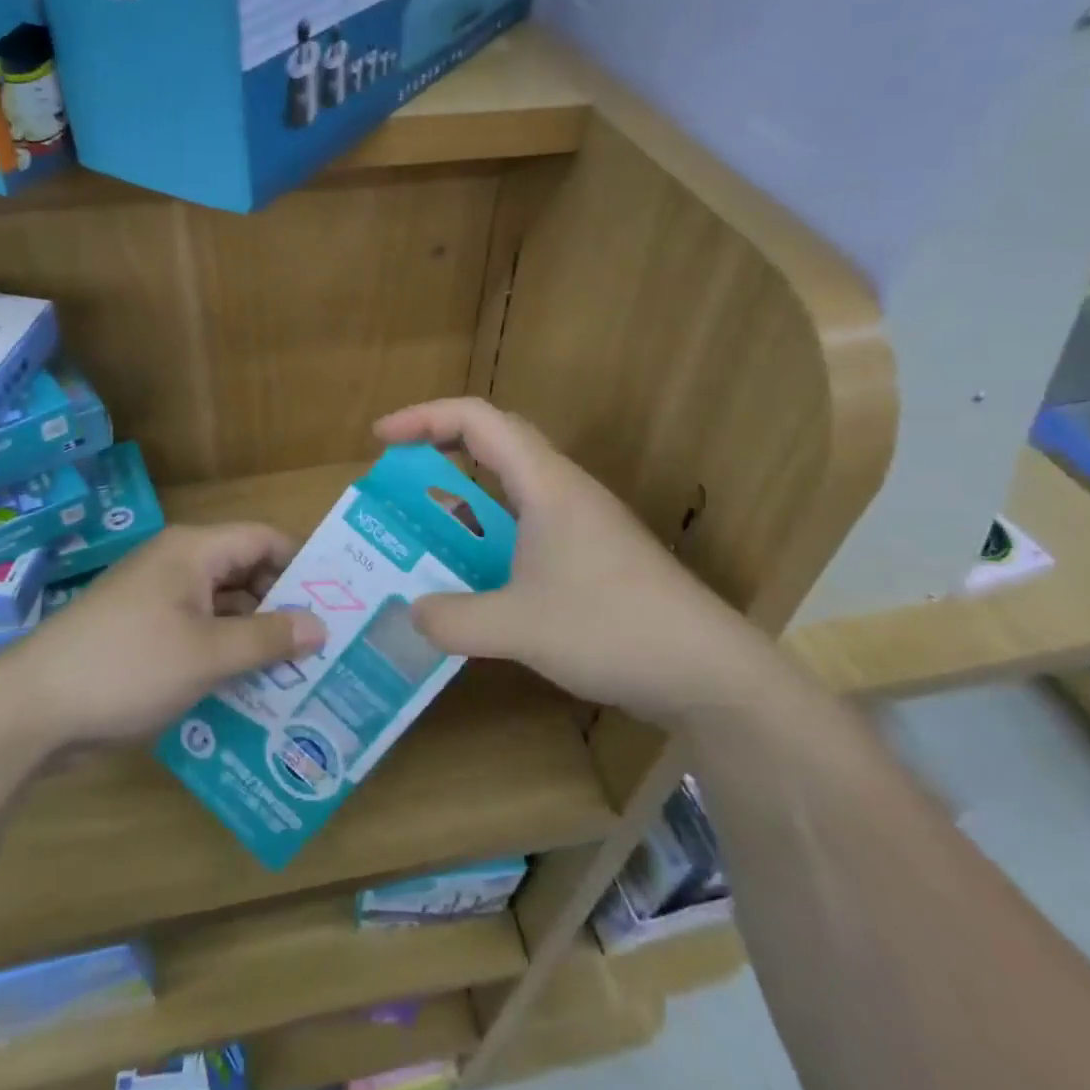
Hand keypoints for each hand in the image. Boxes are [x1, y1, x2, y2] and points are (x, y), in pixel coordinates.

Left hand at [13, 524, 326, 745]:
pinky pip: (198, 635)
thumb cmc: (128, 666)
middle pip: (245, 574)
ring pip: (222, 609)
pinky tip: (249, 691)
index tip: (334, 602)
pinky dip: (223, 655)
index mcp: (194, 551)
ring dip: (254, 638)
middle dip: (281, 608)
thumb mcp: (208, 654)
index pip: (264, 539)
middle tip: (322, 647)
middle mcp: (177, 566)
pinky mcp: (143, 636)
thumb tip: (320, 625)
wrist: (32, 709)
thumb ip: (268, 638)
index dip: (301, 565)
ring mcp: (158, 602)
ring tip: (296, 675)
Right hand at [374, 398, 777, 724]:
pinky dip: (492, 530)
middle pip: (495, 439)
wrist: (709, 672)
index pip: (475, 419)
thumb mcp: (519, 627)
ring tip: (428, 524)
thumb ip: (454, 620)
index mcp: (544, 483)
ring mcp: (583, 521)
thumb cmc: (612, 628)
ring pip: (514, 483)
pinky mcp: (595, 554)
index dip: (422, 418)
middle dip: (440, 444)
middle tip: (399, 473)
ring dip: (468, 491)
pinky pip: (529, 522)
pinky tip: (478, 574)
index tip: (380, 440)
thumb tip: (412, 612)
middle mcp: (564, 489)